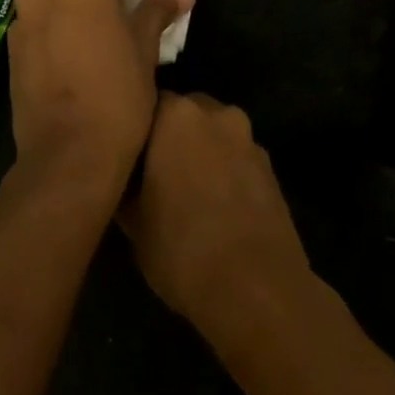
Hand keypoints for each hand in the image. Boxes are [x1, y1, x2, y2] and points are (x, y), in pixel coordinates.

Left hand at [6, 0, 192, 205]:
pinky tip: (76, 62)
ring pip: (57, 3)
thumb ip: (157, 10)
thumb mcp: (145, 49)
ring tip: (102, 43)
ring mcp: (22, 20)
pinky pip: (41, 28)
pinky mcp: (11, 50)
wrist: (68, 153)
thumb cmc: (117, 93)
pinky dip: (58, 33)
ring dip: (78, 13)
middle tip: (128, 18)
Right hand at [121, 93, 313, 346]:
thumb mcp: (131, 221)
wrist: (257, 290)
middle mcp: (216, 114)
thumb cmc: (181, 248)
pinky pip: (236, 160)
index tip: (124, 156)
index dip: (134, 130)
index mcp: (176, 114)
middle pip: (184, 114)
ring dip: (200, 154)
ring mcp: (249, 140)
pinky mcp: (271, 170)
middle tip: (151, 173)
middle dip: (169, 136)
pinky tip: (214, 208)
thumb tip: (122, 177)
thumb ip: (124, 184)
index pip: (146, 103)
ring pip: (213, 136)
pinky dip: (224, 173)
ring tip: (183, 193)